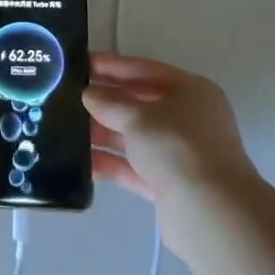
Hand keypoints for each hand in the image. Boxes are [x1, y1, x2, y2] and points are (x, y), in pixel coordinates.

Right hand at [83, 53, 254, 255]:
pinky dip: (110, 163)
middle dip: (104, 101)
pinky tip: (81, 162)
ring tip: (65, 129)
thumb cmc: (177, 146)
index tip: (79, 63)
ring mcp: (179, 153)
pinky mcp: (169, 184)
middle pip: (139, 103)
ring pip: (134, 137)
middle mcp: (188, 119)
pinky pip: (133, 167)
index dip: (111, 65)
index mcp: (190, 91)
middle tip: (65, 96)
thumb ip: (110, 102)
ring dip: (103, 133)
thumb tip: (89, 94)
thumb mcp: (138, 117)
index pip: (145, 69)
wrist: (210, 211)